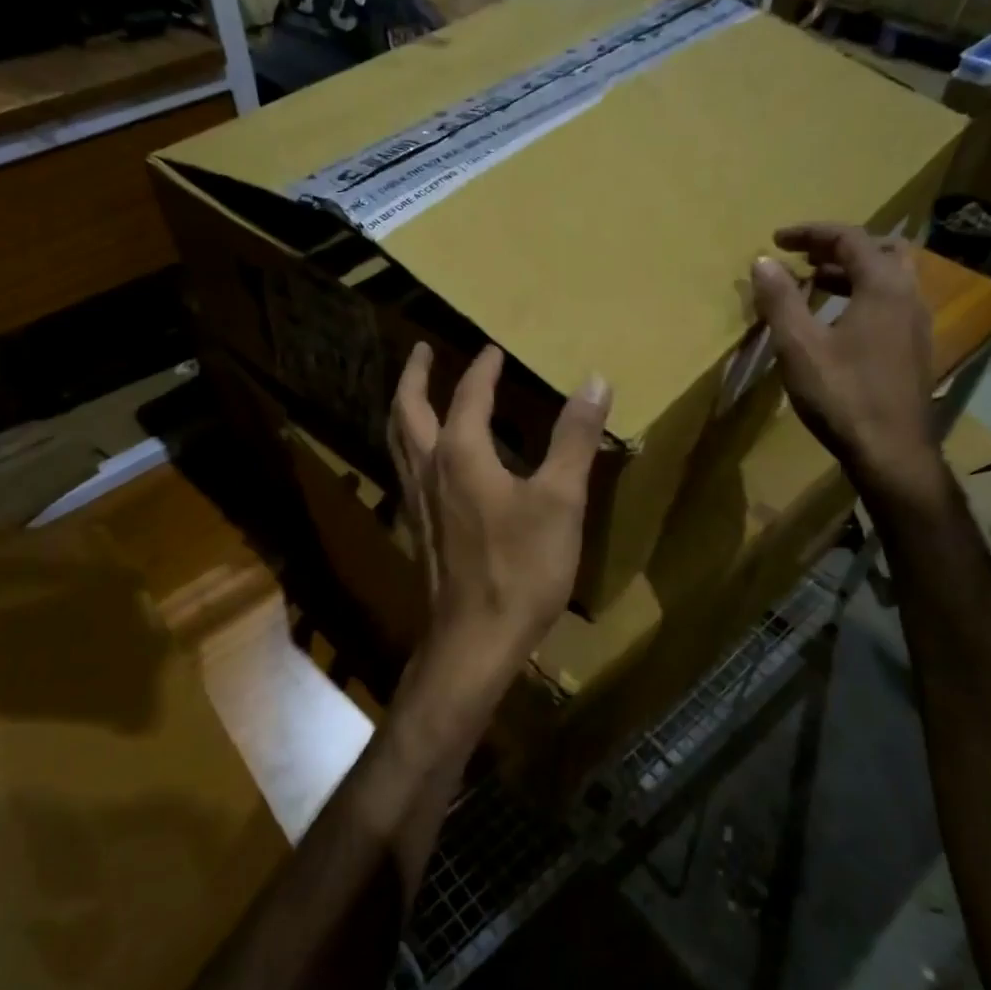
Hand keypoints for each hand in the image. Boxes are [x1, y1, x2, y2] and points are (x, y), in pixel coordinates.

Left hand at [388, 342, 611, 699]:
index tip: (493, 349)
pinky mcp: (418, 529)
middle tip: (422, 350)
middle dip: (415, 375)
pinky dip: (408, 446)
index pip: (469, 395)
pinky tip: (426, 460)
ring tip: (413, 393)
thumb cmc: (521, 568)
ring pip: (397, 441)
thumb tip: (593, 380)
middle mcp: (428, 468)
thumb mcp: (560, 500)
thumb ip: (574, 439)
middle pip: (407, 409)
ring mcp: (416, 501)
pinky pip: (404, 470)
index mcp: (460, 452)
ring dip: (404, 408)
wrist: (475, 640)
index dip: (483, 369)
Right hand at [750, 224, 943, 504]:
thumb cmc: (842, 394)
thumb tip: (763, 261)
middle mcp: (909, 296)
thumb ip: (780, 299)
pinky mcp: (915, 349)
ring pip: (889, 278)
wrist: (891, 451)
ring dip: (852, 272)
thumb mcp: (798, 345)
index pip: (850, 239)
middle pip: (881, 251)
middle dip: (840, 247)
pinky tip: (836, 321)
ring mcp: (917, 324)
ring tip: (814, 284)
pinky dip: (862, 296)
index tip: (777, 239)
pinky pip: (890, 303)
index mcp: (884, 287)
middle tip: (805, 257)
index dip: (812, 233)